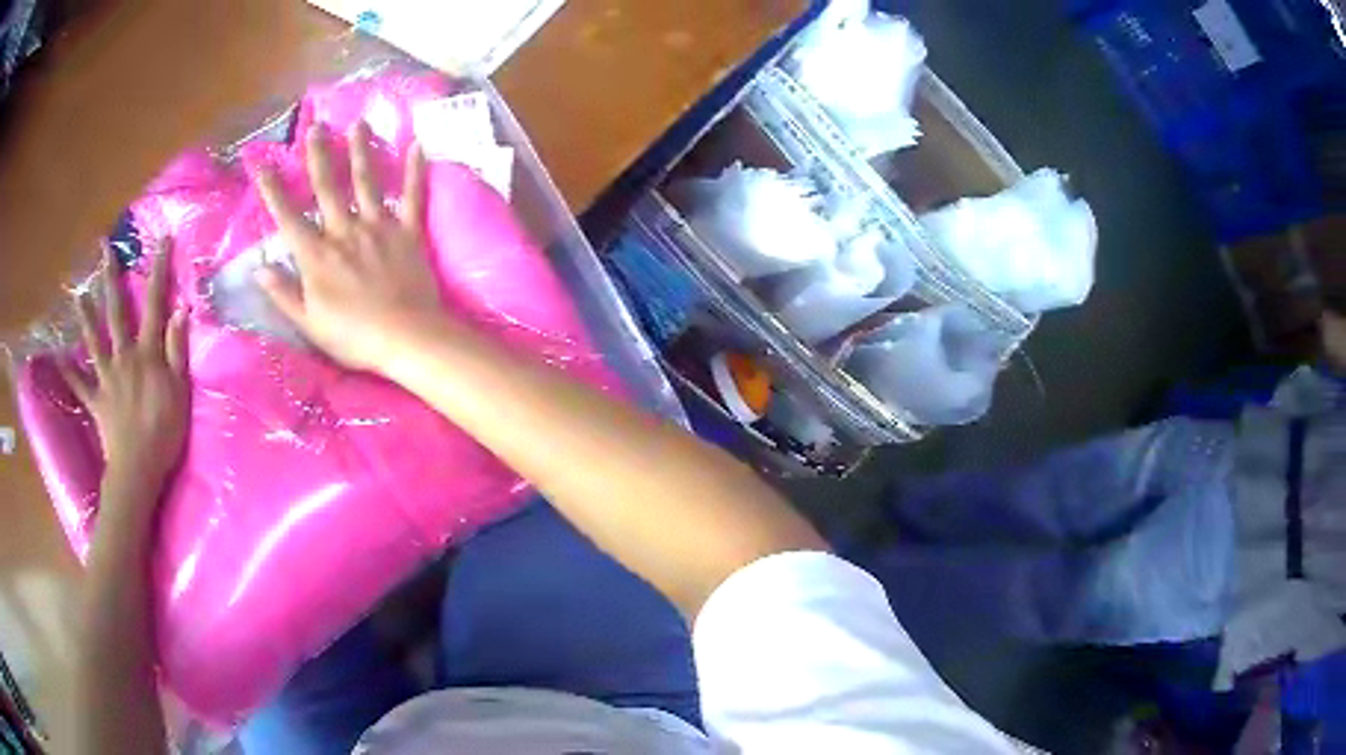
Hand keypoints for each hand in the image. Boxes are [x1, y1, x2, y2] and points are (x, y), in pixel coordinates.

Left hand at [60, 241, 188, 487]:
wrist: (138, 469)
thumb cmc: (164, 432)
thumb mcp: (180, 391)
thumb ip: (177, 350)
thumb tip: (180, 309)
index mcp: (147, 353)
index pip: (154, 303)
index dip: (159, 270)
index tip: (162, 239)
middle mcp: (124, 356)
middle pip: (116, 311)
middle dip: (111, 277)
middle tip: (105, 249)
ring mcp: (106, 378)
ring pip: (94, 340)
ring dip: (86, 315)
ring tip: (79, 294)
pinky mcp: (96, 400)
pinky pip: (79, 384)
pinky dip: (69, 372)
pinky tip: (59, 358)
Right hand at [254, 122, 445, 372]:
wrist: (406, 338)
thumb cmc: (353, 337)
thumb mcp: (308, 323)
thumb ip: (283, 294)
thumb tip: (258, 269)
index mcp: (317, 255)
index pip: (288, 217)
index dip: (273, 191)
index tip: (262, 165)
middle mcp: (345, 231)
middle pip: (328, 187)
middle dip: (319, 154)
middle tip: (316, 126)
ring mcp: (379, 227)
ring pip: (366, 181)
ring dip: (360, 150)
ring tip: (358, 123)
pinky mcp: (408, 231)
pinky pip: (412, 195)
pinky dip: (415, 170)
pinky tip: (417, 145)